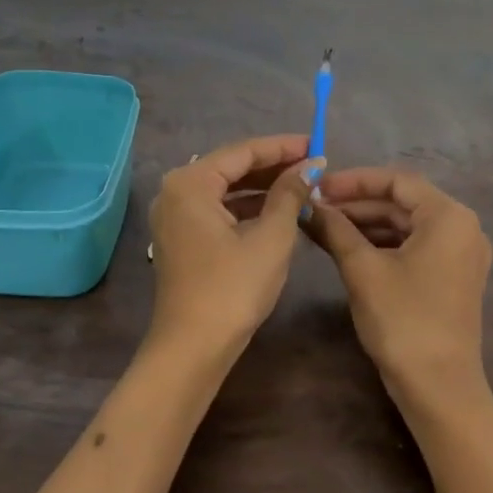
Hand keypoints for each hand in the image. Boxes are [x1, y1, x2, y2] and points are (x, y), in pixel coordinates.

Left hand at [147, 135, 320, 361]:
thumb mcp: (271, 237)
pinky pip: (218, 210)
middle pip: (231, 167)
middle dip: (273, 166)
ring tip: (303, 186)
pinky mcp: (181, 239)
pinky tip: (277, 211)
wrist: (193, 348)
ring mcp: (175, 217)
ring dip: (262, 188)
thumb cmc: (233, 288)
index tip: (317, 144)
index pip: (243, 152)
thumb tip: (310, 166)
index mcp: (191, 183)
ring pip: (225, 190)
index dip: (282, 147)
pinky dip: (247, 208)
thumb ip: (290, 194)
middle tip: (313, 165)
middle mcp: (175, 192)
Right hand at [305, 168, 492, 412]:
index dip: (354, 181)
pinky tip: (347, 249)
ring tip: (323, 227)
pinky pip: (414, 247)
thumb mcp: (363, 270)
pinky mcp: (452, 278)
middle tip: (315, 208)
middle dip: (357, 204)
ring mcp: (460, 254)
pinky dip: (382, 245)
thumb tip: (308, 205)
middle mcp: (462, 228)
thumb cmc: (402, 320)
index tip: (318, 187)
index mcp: (449, 217)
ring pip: (406, 226)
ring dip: (366, 225)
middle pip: (403, 203)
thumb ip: (335, 230)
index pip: (397, 181)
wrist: (438, 388)